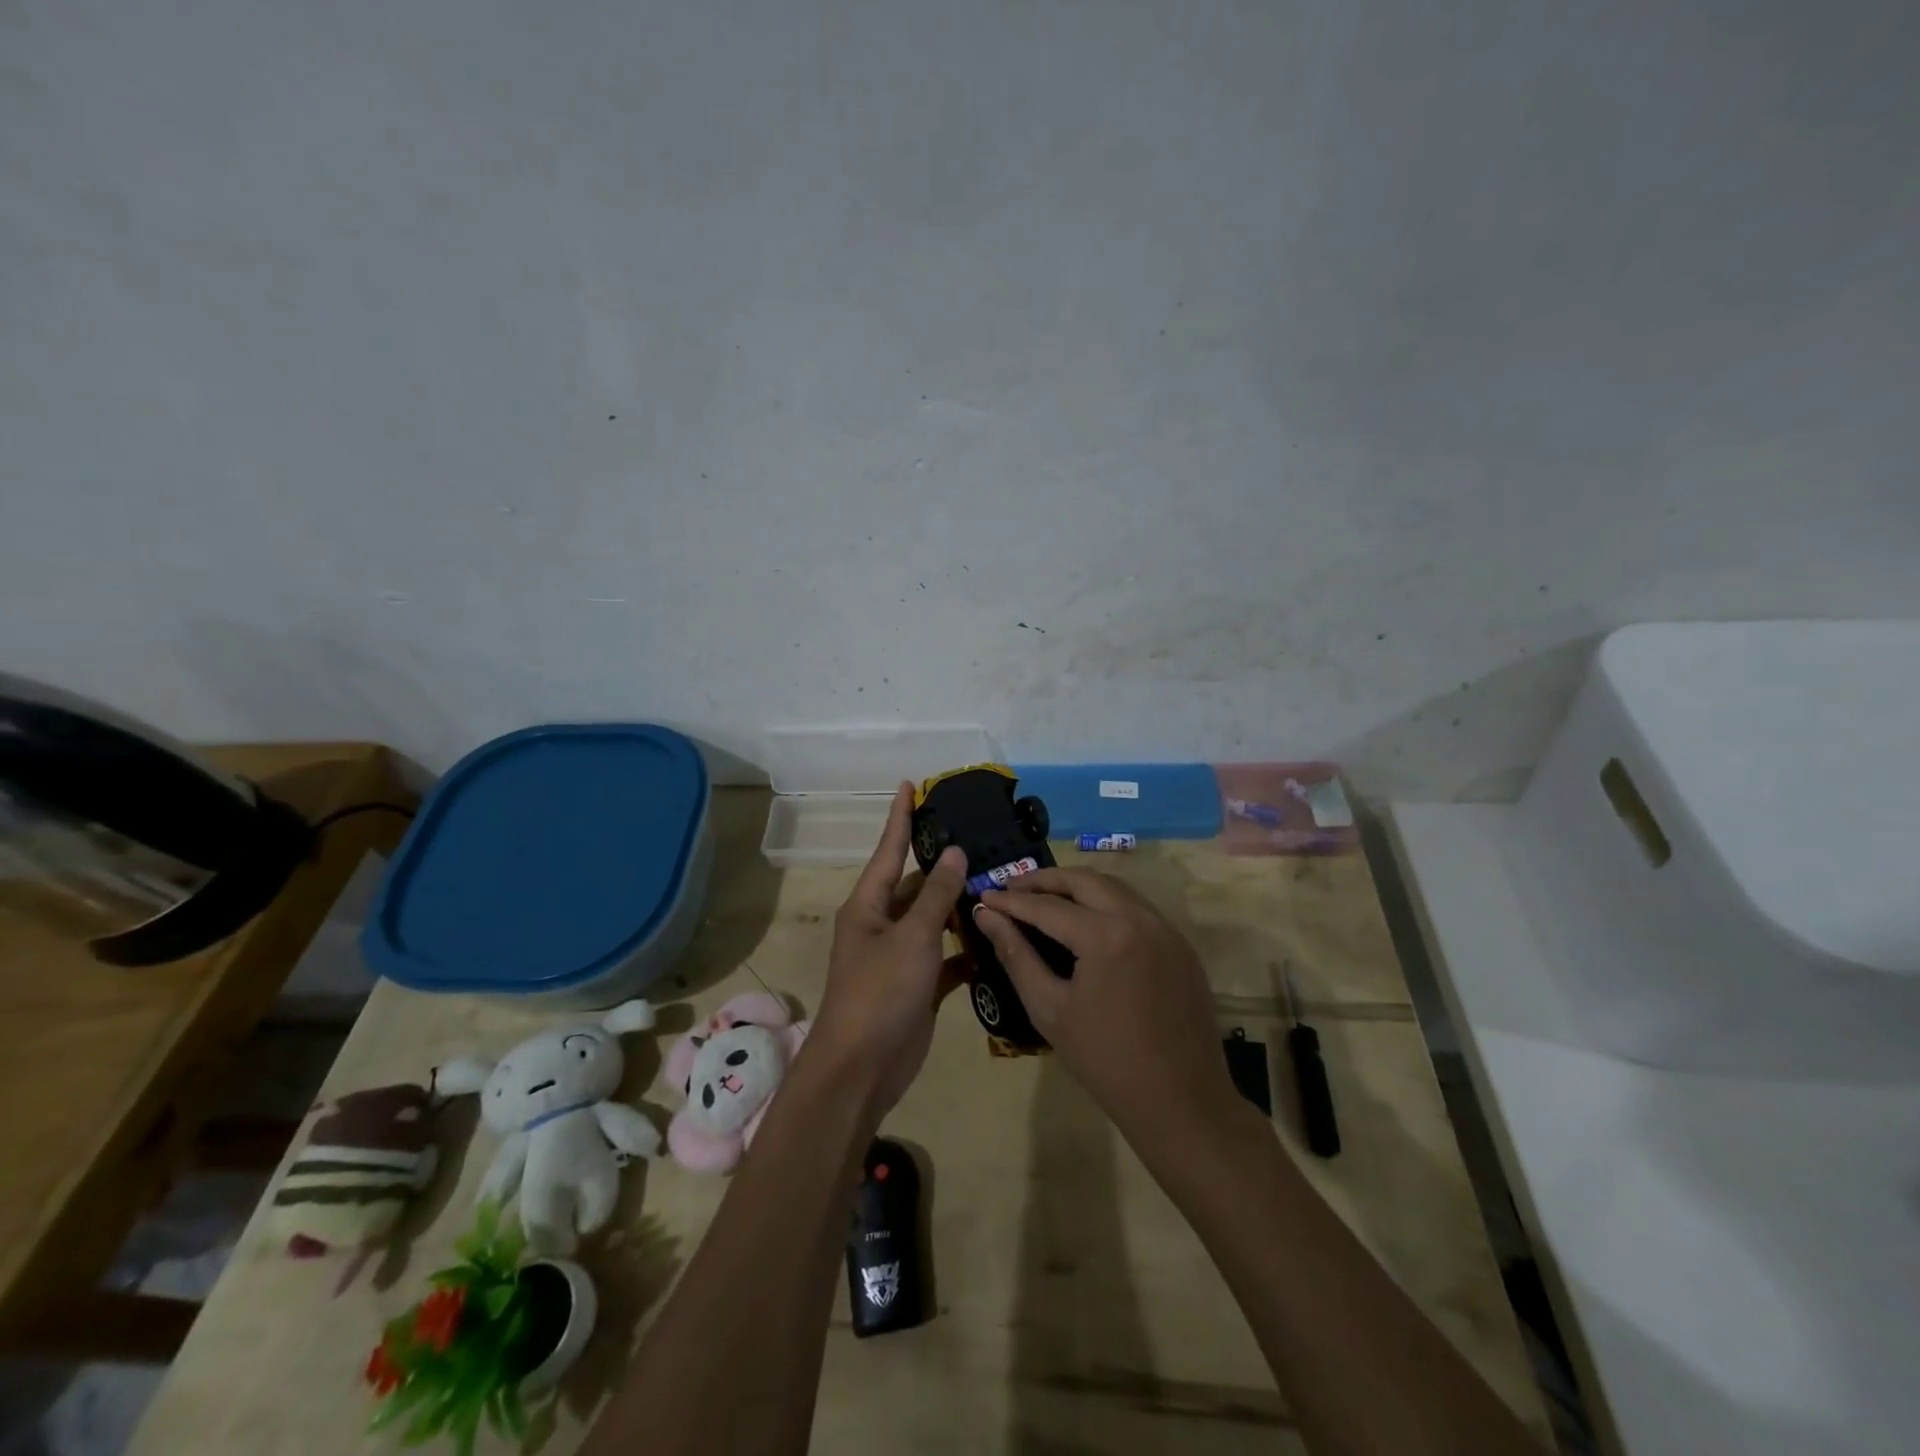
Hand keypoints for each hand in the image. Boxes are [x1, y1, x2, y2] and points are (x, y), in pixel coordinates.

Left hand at [810, 783, 967, 1117]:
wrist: (862, 1069)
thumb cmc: (880, 992)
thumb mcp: (911, 937)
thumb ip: (936, 895)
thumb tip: (955, 853)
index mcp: (868, 905)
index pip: (888, 849)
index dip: (900, 816)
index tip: (910, 784)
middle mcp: (881, 924)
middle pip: (915, 884)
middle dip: (944, 866)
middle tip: (982, 840)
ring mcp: (900, 956)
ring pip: (933, 920)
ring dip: (960, 907)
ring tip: (999, 883)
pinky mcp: (918, 985)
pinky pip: (945, 956)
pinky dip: (966, 949)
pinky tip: (996, 939)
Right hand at [973, 868, 1236, 1142]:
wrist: (1180, 1102)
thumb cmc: (1105, 1061)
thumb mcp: (1049, 1009)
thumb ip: (1016, 955)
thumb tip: (987, 917)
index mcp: (1106, 936)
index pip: (1047, 906)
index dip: (1011, 900)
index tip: (984, 895)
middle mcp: (1139, 918)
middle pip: (1084, 880)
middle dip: (1044, 880)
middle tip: (1012, 887)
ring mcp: (1165, 928)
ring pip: (1114, 887)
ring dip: (1076, 887)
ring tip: (1044, 898)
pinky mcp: (1180, 944)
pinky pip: (1136, 908)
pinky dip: (1105, 903)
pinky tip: (1085, 921)